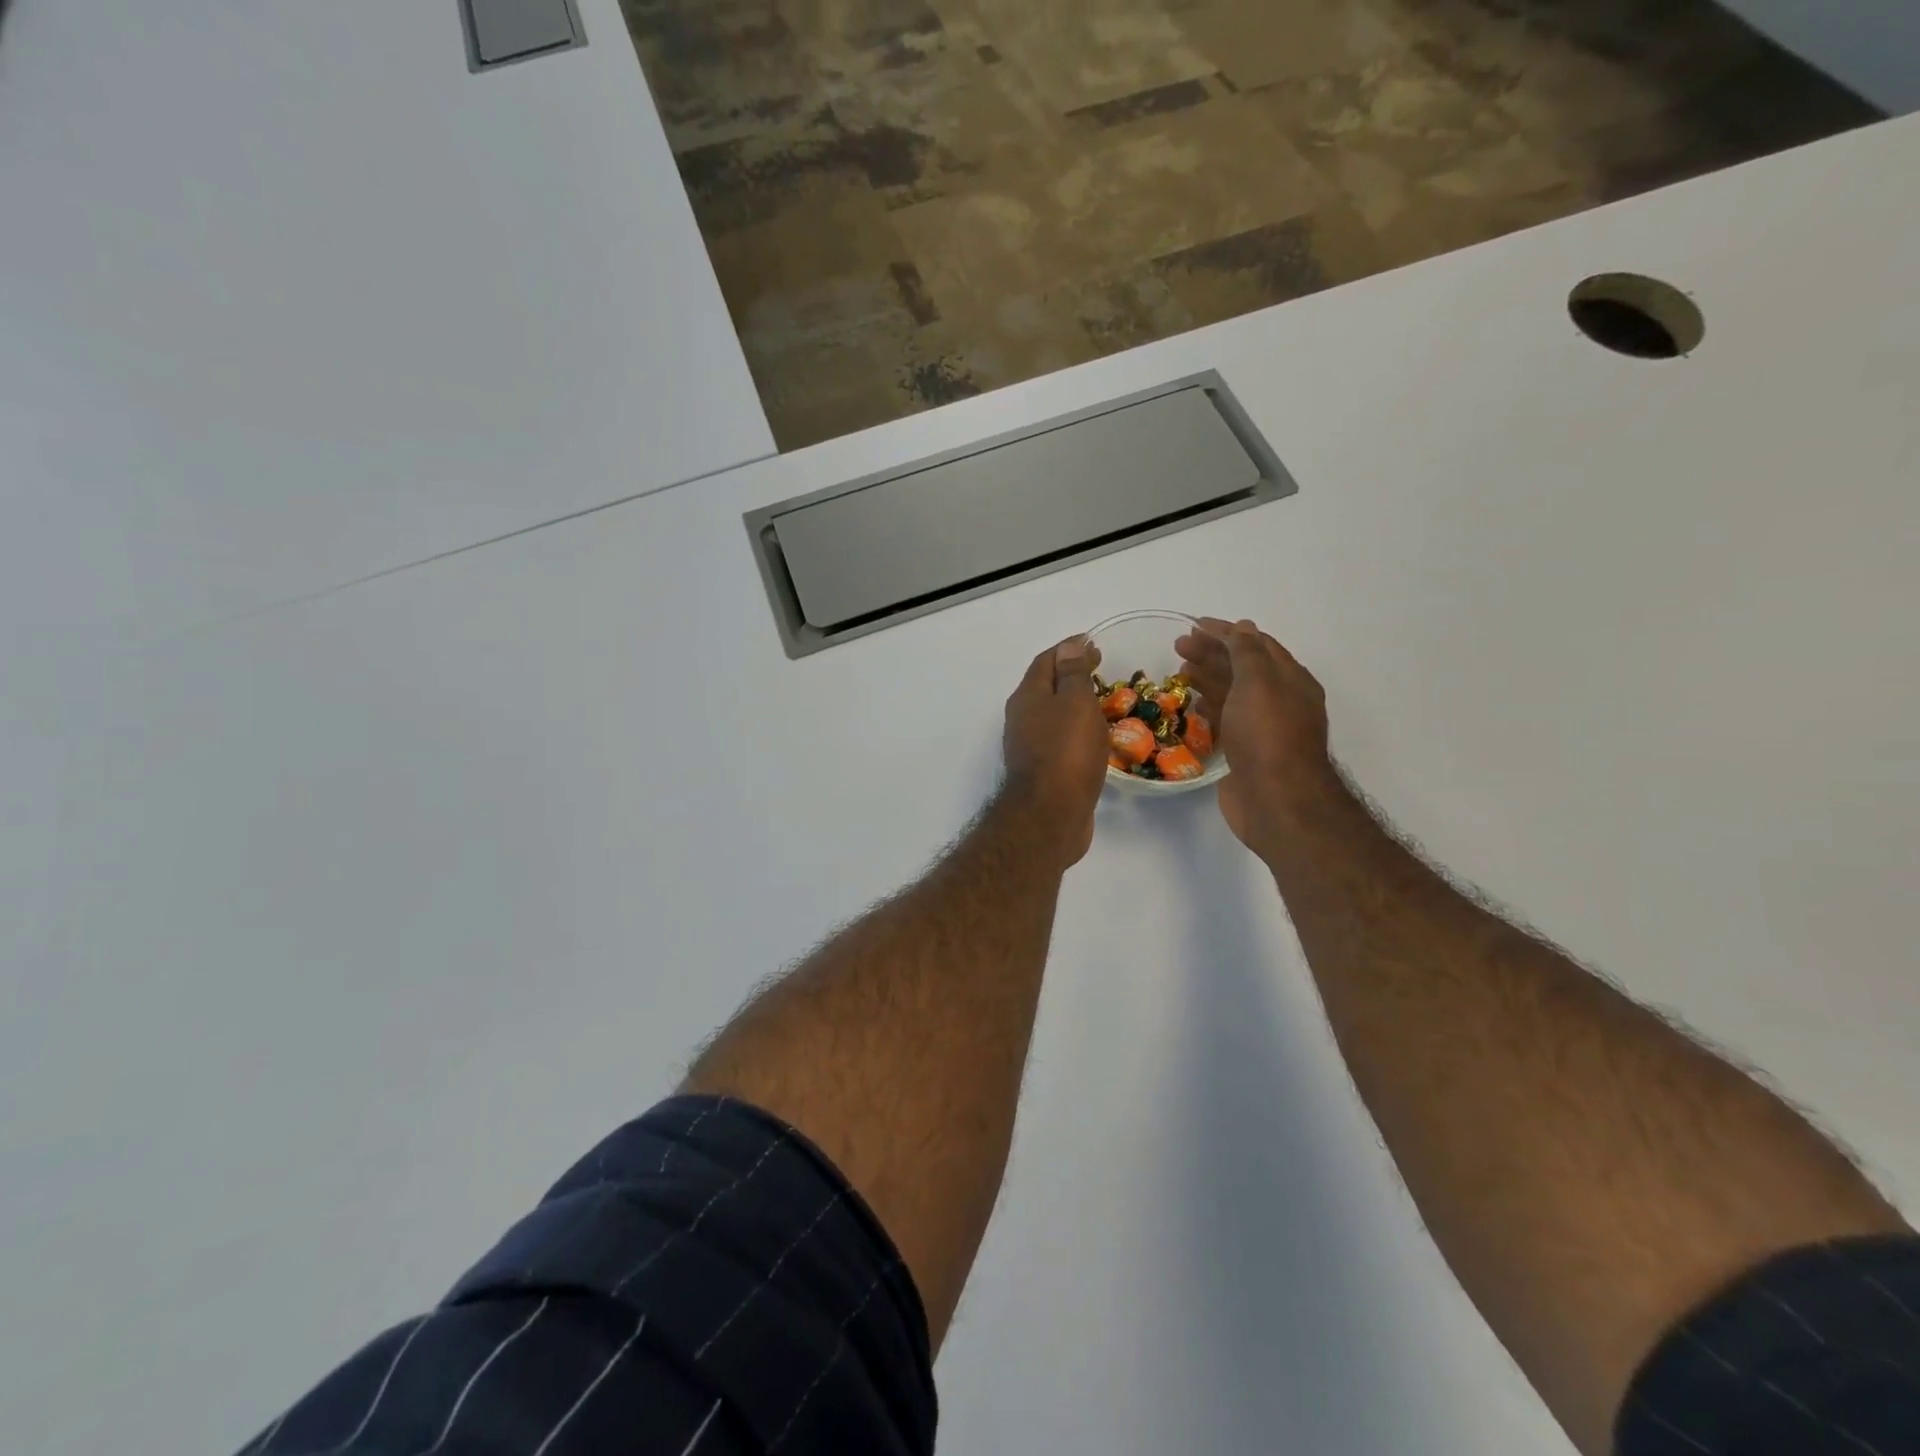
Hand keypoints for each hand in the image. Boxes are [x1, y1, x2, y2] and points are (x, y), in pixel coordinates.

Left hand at [1001, 635, 1109, 866]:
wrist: (1050, 815)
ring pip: (1053, 716)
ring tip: (1104, 703)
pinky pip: (1061, 741)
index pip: (1046, 661)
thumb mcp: (1075, 703)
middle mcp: (1022, 718)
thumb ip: (1073, 674)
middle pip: (1046, 687)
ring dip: (1074, 706)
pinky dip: (1077, 732)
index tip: (1093, 643)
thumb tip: (1069, 646)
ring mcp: (1030, 747)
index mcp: (1027, 696)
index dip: (1069, 649)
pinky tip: (1096, 739)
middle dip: (1071, 676)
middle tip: (1101, 672)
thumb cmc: (1066, 752)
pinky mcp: (1042, 772)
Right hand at [1174, 617, 1339, 849]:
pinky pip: (1226, 721)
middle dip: (1211, 653)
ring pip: (1232, 694)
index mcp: (1290, 680)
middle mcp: (1279, 701)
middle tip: (1177, 646)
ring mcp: (1262, 729)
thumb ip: (1248, 653)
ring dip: (1207, 678)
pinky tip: (1191, 705)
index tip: (1194, 624)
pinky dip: (1208, 708)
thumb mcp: (1259, 683)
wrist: (1276, 801)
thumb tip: (1242, 627)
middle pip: (1242, 668)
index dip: (1226, 632)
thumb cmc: (1268, 736)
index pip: (1256, 645)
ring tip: (1179, 671)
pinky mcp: (1245, 753)